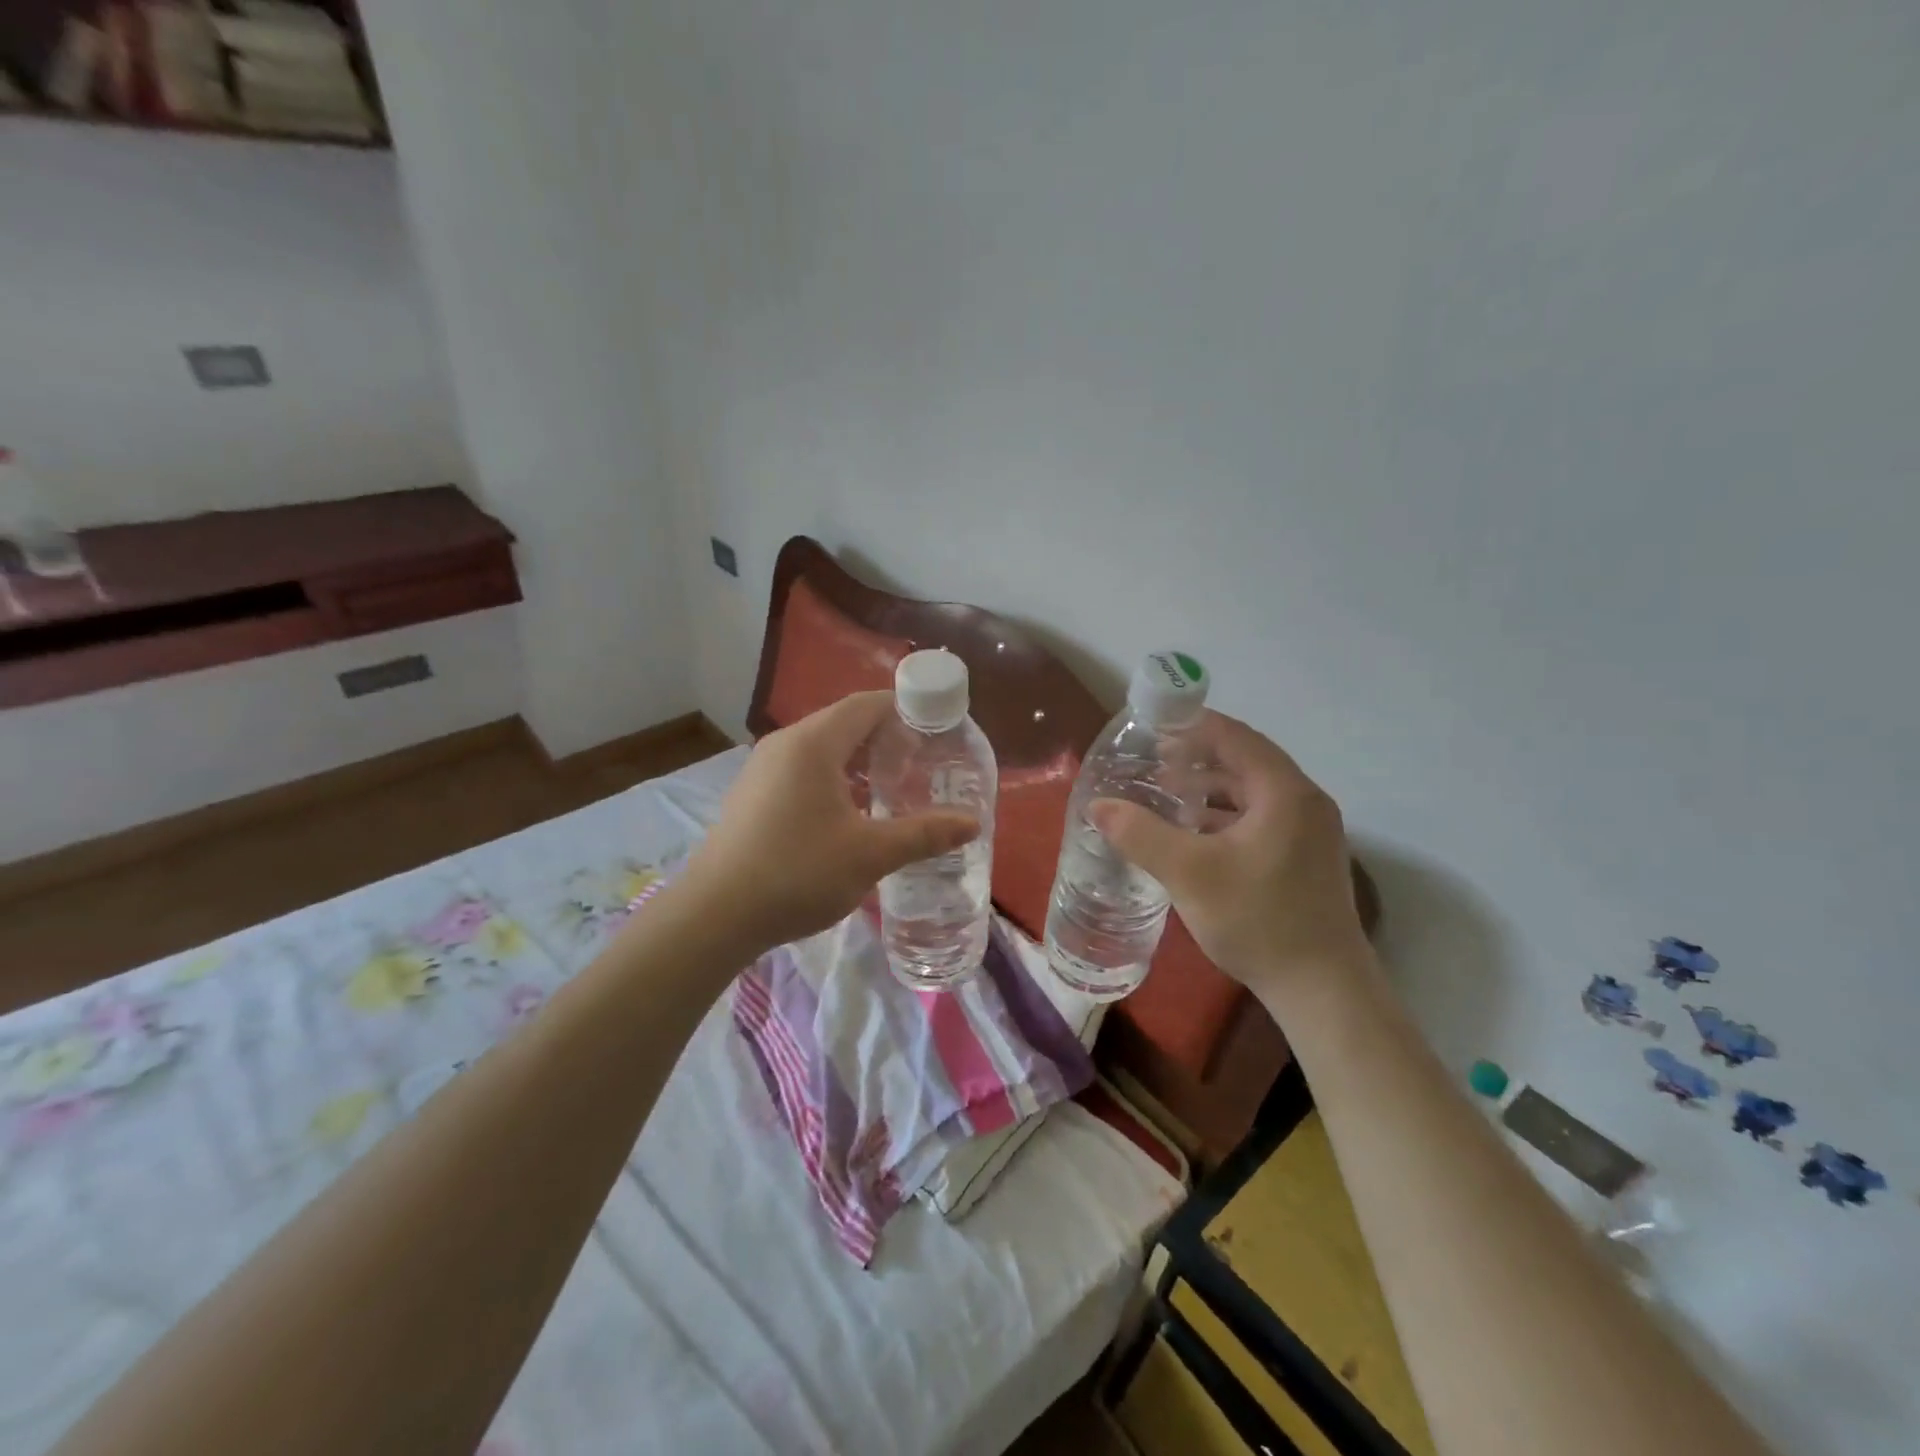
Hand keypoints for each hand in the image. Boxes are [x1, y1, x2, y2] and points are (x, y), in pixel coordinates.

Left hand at [678, 691, 979, 953]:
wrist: (714, 915)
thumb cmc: (797, 873)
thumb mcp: (870, 854)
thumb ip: (924, 834)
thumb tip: (972, 823)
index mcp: (813, 743)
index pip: (868, 705)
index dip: (906, 711)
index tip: (939, 732)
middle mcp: (785, 744)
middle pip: (845, 723)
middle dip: (887, 738)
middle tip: (924, 764)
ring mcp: (763, 769)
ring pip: (823, 748)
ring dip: (860, 760)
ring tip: (894, 788)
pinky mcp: (753, 795)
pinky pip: (803, 770)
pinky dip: (835, 778)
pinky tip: (851, 813)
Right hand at [1088, 711, 1371, 1003]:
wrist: (1323, 990)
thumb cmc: (1258, 920)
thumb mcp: (1189, 874)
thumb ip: (1141, 834)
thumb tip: (1098, 805)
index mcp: (1284, 792)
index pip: (1235, 736)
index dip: (1192, 725)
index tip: (1153, 726)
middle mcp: (1304, 802)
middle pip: (1245, 761)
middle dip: (1197, 758)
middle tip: (1152, 762)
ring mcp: (1311, 831)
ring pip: (1252, 792)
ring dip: (1210, 788)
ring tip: (1167, 794)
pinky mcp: (1306, 858)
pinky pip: (1261, 817)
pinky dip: (1226, 815)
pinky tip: (1195, 833)